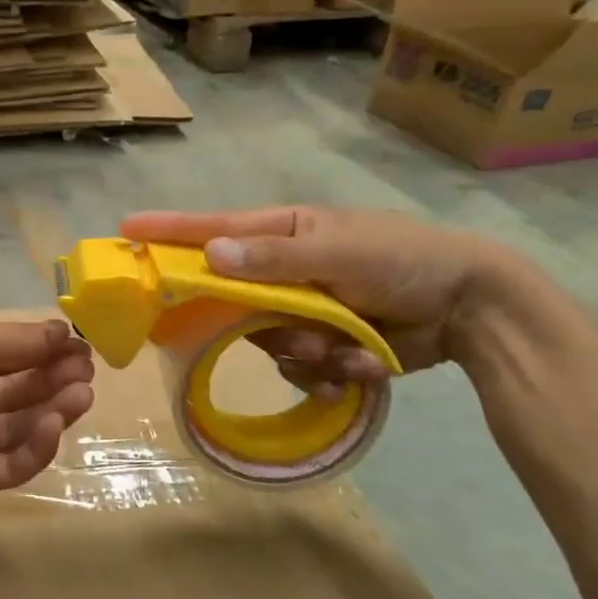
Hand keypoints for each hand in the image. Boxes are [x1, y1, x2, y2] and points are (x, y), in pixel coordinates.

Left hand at [0, 319, 94, 516]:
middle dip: (51, 378)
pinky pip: (8, 464)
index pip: (4, 354)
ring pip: (16, 426)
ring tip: (81, 396)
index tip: (79, 346)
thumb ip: (14, 340)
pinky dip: (34, 446)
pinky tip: (52, 425)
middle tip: (86, 372)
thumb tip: (62, 329)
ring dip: (51, 409)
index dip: (40, 350)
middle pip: (14, 390)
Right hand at [120, 207, 523, 391]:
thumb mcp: (341, 251)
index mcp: (283, 234)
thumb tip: (210, 256)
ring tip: (348, 348)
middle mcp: (283, 271)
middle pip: (233, 299)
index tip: (124, 232)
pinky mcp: (322, 343)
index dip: (168, 231)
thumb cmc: (405, 259)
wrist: (472, 307)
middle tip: (296, 331)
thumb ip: (275, 259)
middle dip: (260, 321)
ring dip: (305, 350)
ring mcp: (302, 309)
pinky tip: (366, 361)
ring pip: (265, 339)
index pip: (212, 230)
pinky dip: (331, 368)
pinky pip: (298, 366)